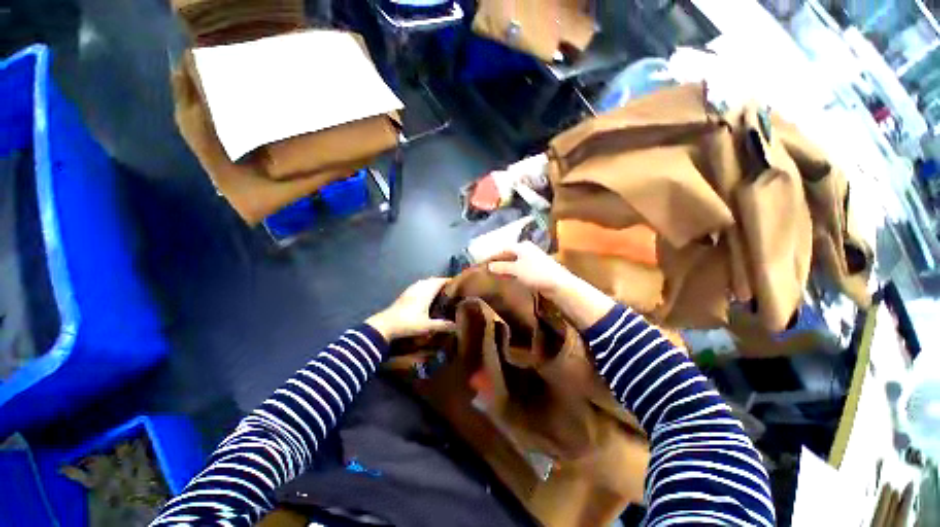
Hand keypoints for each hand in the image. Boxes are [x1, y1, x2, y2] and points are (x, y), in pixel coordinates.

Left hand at [366, 278, 456, 340]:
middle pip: (432, 280)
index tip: (458, 283)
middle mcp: (419, 288)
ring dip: (432, 283)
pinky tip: (424, 294)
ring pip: (424, 282)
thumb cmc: (408, 323)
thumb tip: (456, 326)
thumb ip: (442, 325)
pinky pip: (417, 286)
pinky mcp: (404, 295)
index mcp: (426, 292)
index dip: (448, 280)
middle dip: (441, 282)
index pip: (439, 281)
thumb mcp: (427, 326)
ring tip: (439, 290)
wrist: (385, 325)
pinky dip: (424, 286)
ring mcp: (410, 290)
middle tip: (450, 288)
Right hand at [487, 242, 577, 295]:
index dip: (493, 255)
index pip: (503, 248)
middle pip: (509, 254)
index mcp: (522, 246)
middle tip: (487, 268)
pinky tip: (508, 277)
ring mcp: (533, 259)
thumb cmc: (535, 273)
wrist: (558, 284)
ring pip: (515, 262)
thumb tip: (489, 266)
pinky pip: (520, 268)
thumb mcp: (516, 270)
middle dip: (499, 261)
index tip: (484, 262)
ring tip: (495, 274)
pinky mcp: (536, 269)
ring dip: (506, 268)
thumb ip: (502, 267)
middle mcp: (527, 250)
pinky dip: (513, 272)